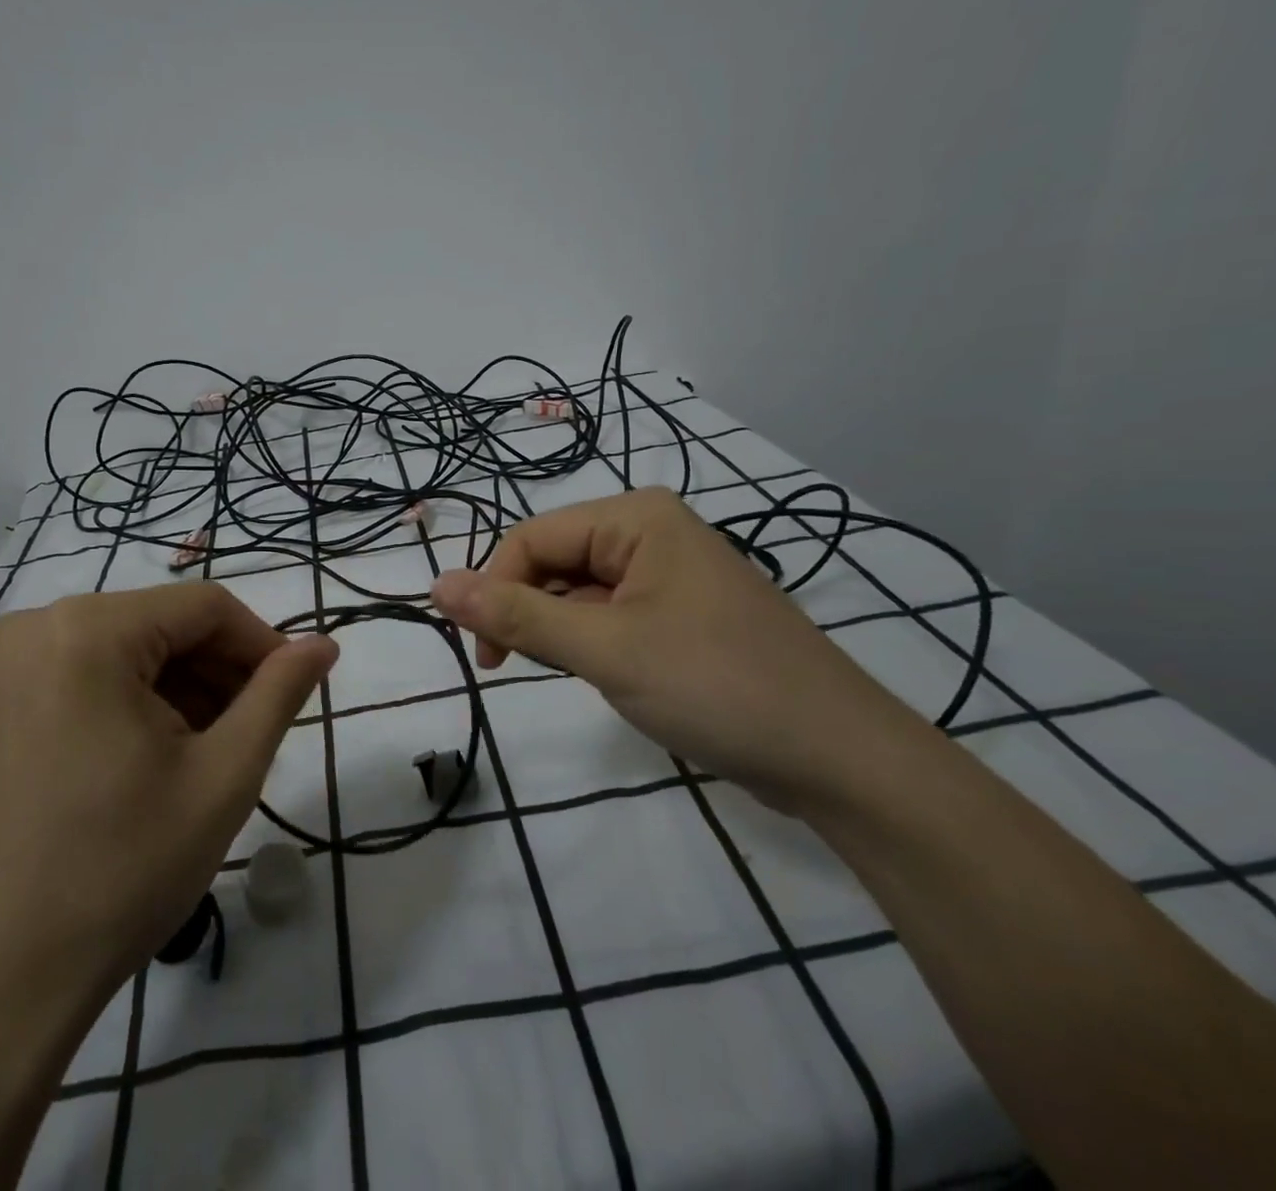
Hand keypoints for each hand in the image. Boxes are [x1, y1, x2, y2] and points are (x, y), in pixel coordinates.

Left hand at [0, 582, 338, 1012]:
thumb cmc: (122, 869)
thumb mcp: (223, 776)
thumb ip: (279, 694)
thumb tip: (324, 644)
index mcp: (88, 631)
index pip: (204, 606)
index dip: (261, 645)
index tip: (291, 695)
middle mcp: (36, 628)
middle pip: (162, 624)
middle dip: (218, 671)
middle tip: (251, 732)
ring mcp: (4, 666)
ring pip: (126, 648)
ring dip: (179, 688)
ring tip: (206, 753)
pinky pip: (84, 674)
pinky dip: (131, 700)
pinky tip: (151, 758)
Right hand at [429, 488, 920, 812]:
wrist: (839, 758)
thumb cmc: (716, 686)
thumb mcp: (604, 650)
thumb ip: (516, 616)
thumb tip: (436, 585)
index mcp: (635, 518)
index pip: (532, 538)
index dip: (495, 589)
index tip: (485, 656)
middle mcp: (651, 533)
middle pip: (555, 561)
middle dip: (531, 613)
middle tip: (526, 670)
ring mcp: (670, 574)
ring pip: (580, 592)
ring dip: (562, 633)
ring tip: (583, 676)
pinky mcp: (681, 615)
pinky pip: (611, 615)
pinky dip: (593, 645)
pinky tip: (610, 678)